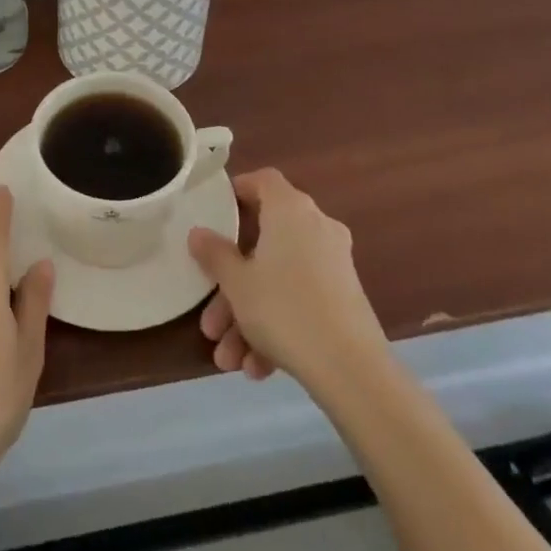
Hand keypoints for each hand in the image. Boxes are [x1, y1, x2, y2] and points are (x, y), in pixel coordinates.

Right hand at [188, 167, 386, 390]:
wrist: (352, 370)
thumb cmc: (285, 309)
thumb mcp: (237, 283)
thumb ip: (214, 254)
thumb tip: (198, 233)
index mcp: (290, 210)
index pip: (263, 180)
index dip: (238, 190)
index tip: (215, 212)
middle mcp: (316, 227)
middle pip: (264, 243)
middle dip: (233, 284)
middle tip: (210, 319)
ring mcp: (333, 264)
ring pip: (279, 280)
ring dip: (249, 316)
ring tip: (228, 358)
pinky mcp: (344, 299)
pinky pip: (300, 301)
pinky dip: (277, 327)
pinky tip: (257, 368)